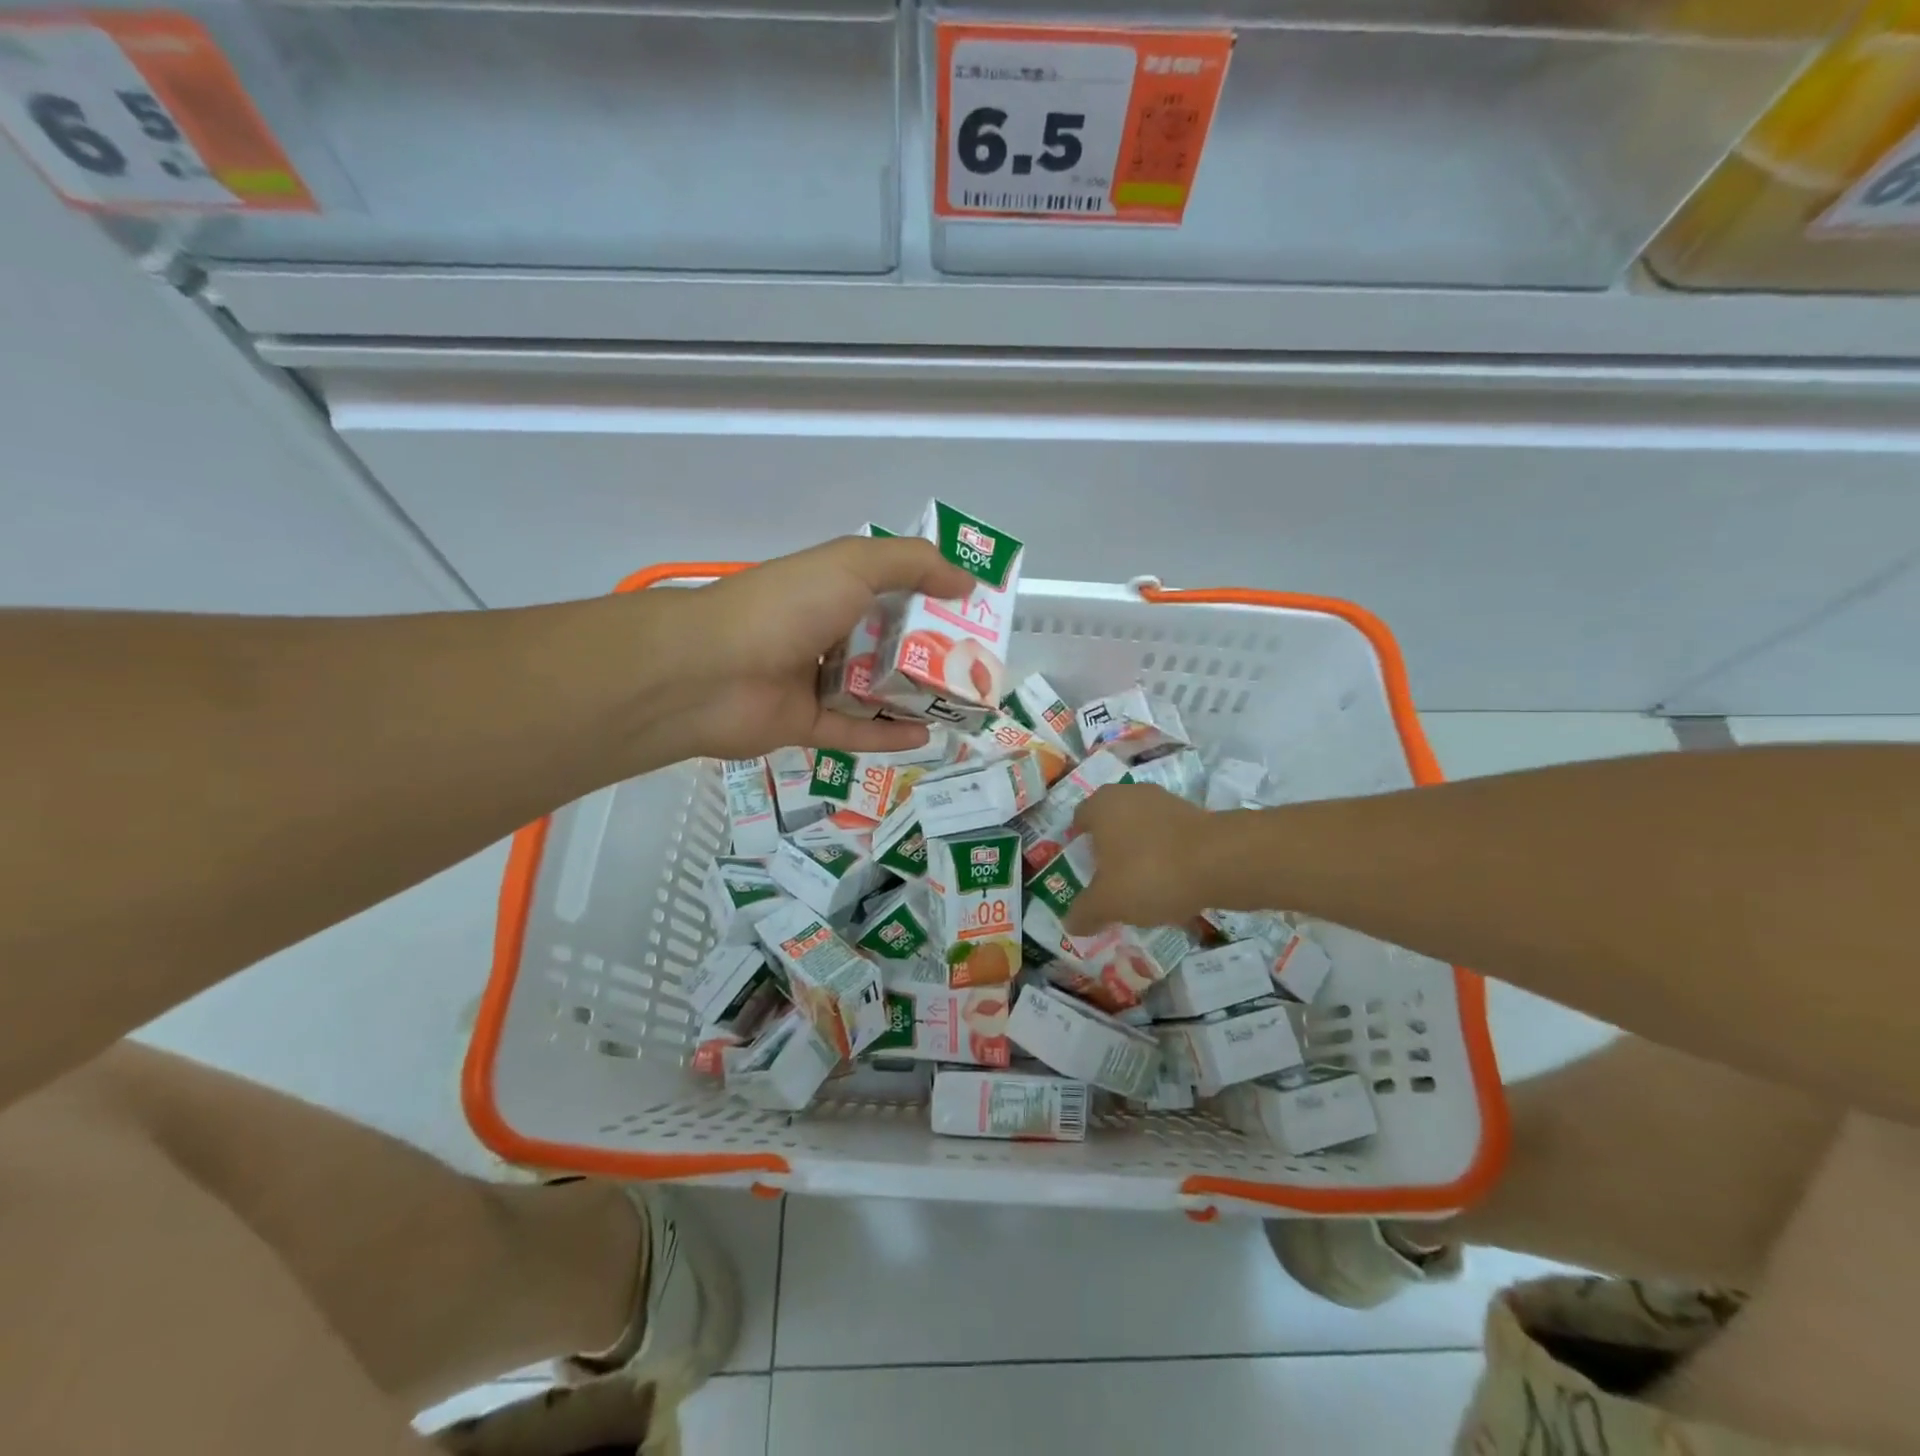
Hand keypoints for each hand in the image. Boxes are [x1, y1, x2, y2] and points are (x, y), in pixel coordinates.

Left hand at [643, 536, 975, 763]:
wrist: (711, 671)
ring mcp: (813, 682)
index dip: (932, 598)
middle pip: (887, 645)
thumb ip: (912, 564)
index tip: (973, 611)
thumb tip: (966, 581)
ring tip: (960, 705)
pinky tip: (926, 736)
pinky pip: (854, 732)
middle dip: (930, 654)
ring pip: (873, 692)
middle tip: (976, 666)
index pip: (891, 591)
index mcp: (832, 590)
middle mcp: (824, 633)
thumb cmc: (786, 607)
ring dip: (913, 698)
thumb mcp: (853, 564)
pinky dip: (887, 735)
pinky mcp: (805, 726)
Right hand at [1063, 784, 1218, 934]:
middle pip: (1111, 824)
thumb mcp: (1108, 902)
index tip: (1081, 871)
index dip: (1077, 845)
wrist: (1220, 862)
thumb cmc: (1149, 873)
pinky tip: (1170, 885)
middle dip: (1109, 851)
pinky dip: (1166, 857)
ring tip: (1140, 889)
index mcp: (1102, 804)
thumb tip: (1070, 923)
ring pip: (1141, 831)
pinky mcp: (1195, 815)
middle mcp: (1130, 794)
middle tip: (1108, 883)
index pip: (1079, 819)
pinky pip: (1169, 838)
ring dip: (1139, 854)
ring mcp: (1165, 801)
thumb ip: (1085, 912)